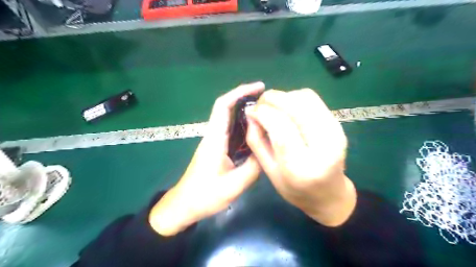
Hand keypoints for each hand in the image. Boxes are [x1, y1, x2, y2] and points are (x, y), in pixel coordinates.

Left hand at [149, 81, 263, 234]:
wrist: (184, 206)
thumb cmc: (204, 196)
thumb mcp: (233, 185)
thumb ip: (253, 167)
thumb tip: (269, 149)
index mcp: (215, 139)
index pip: (223, 106)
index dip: (240, 92)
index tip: (260, 87)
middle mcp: (214, 135)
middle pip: (228, 108)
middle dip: (247, 99)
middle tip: (270, 101)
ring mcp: (215, 142)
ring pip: (231, 120)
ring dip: (247, 113)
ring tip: (268, 114)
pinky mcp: (218, 149)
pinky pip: (233, 133)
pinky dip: (246, 128)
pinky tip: (258, 133)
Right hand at [248, 89, 353, 225]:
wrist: (329, 194)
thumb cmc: (294, 189)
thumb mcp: (269, 171)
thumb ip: (257, 141)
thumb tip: (251, 113)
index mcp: (301, 167)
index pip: (281, 128)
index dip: (264, 113)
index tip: (251, 110)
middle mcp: (323, 147)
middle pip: (297, 107)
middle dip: (273, 98)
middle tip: (260, 104)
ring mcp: (335, 133)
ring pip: (306, 98)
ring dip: (284, 96)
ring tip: (273, 107)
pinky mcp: (338, 125)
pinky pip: (314, 100)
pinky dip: (295, 98)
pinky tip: (287, 109)